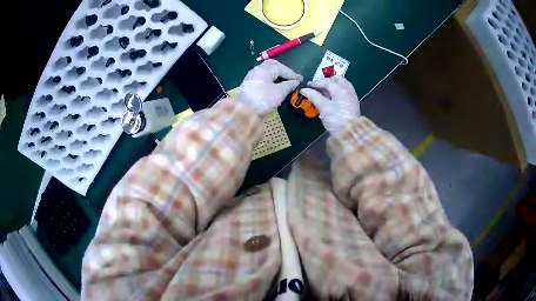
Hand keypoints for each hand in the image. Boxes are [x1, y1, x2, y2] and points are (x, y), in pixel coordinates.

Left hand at [236, 60, 302, 114]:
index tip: (301, 80)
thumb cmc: (262, 100)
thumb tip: (296, 81)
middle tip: (292, 78)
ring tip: (285, 82)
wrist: (242, 112)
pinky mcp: (249, 85)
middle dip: (284, 71)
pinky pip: (263, 78)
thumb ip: (289, 85)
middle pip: (273, 66)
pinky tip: (275, 86)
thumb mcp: (279, 92)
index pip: (281, 68)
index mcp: (264, 69)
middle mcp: (257, 70)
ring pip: (267, 72)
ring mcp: (252, 77)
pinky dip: (271, 80)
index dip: (292, 74)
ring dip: (277, 75)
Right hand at [301, 76, 359, 133]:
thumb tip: (304, 90)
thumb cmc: (336, 119)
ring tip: (325, 89)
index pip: (326, 82)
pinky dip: (338, 89)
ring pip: (343, 83)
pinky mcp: (353, 101)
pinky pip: (346, 89)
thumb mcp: (323, 107)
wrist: (350, 132)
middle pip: (337, 79)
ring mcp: (352, 95)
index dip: (316, 83)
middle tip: (318, 85)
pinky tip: (333, 95)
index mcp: (340, 89)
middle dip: (326, 80)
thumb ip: (314, 96)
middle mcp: (347, 89)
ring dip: (333, 83)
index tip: (308, 85)